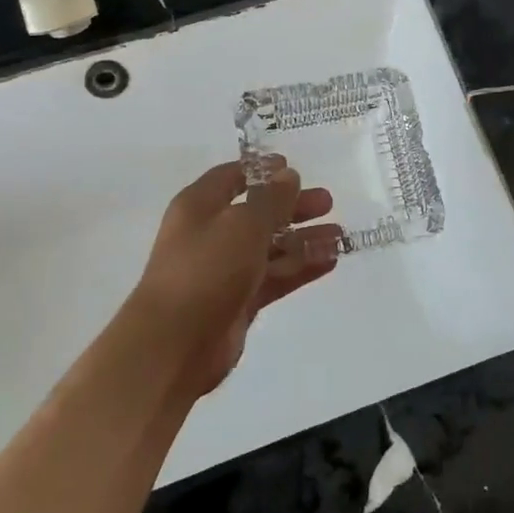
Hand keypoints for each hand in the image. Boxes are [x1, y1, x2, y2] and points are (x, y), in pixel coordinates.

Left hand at [130, 159, 343, 396]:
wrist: (174, 344)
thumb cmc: (206, 269)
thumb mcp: (243, 224)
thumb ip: (271, 199)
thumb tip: (288, 175)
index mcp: (200, 206)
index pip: (232, 177)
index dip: (261, 171)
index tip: (293, 168)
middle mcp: (211, 233)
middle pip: (257, 212)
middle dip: (293, 207)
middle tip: (328, 203)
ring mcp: (225, 269)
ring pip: (270, 247)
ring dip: (303, 239)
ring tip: (339, 235)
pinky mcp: (239, 300)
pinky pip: (274, 276)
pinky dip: (299, 268)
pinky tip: (330, 261)